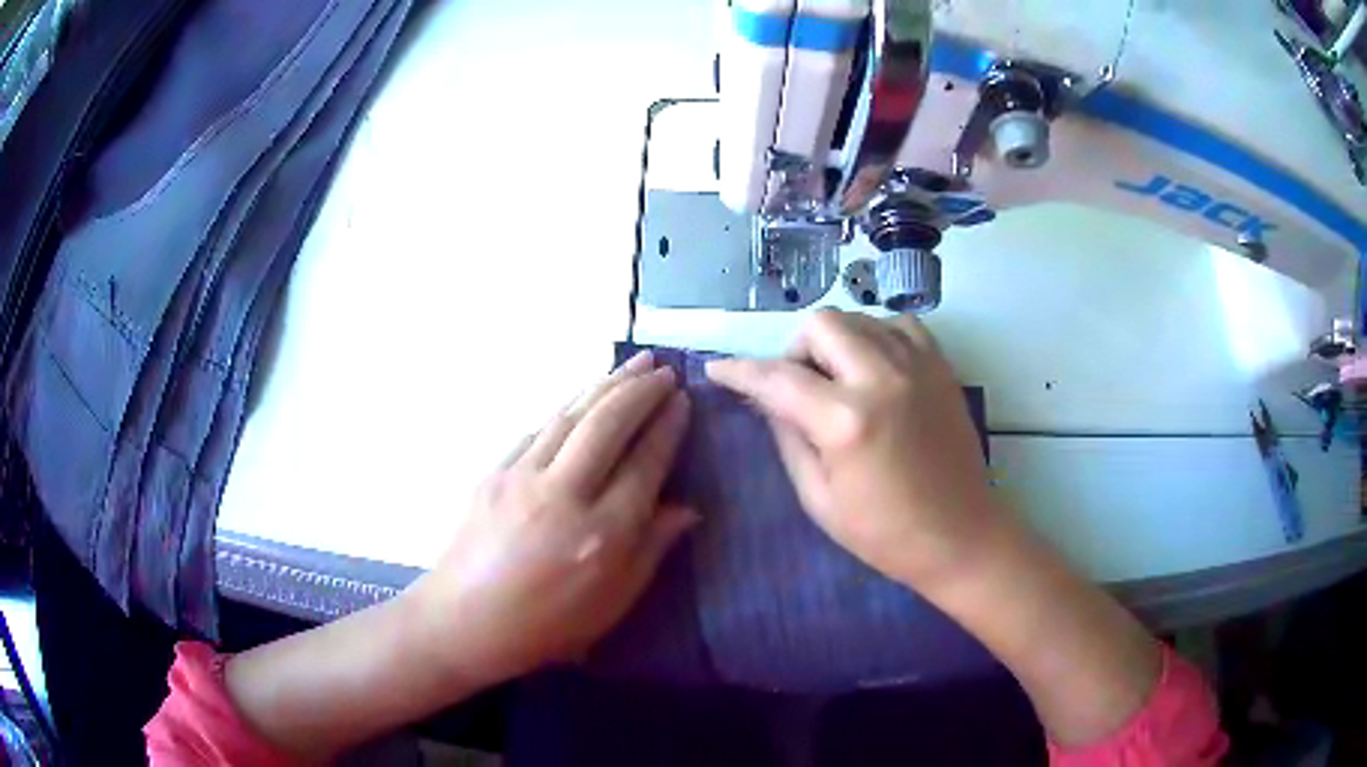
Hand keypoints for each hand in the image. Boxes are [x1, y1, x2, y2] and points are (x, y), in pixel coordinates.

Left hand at [410, 351, 696, 684]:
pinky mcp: (494, 471)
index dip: (667, 427)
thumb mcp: (613, 603)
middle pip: (608, 423)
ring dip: (605, 384)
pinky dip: (569, 407)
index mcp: (602, 533)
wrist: (464, 620)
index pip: (645, 464)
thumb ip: (652, 549)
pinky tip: (582, 398)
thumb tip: (687, 508)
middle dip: (640, 389)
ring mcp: (522, 476)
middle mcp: (564, 494)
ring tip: (633, 364)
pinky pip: (540, 429)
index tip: (683, 400)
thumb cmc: (547, 625)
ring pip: (571, 415)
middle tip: (664, 369)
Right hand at [706, 309, 999, 585]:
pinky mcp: (941, 367)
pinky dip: (878, 338)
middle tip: (801, 389)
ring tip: (841, 382)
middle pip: (821, 324)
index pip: (777, 378)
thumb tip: (767, 398)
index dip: (740, 372)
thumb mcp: (819, 499)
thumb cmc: (885, 534)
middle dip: (797, 351)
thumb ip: (788, 438)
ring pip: (860, 317)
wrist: (961, 536)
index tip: (718, 370)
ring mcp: (918, 366)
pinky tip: (877, 370)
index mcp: (847, 421)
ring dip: (837, 342)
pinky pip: (899, 325)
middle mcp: (883, 378)